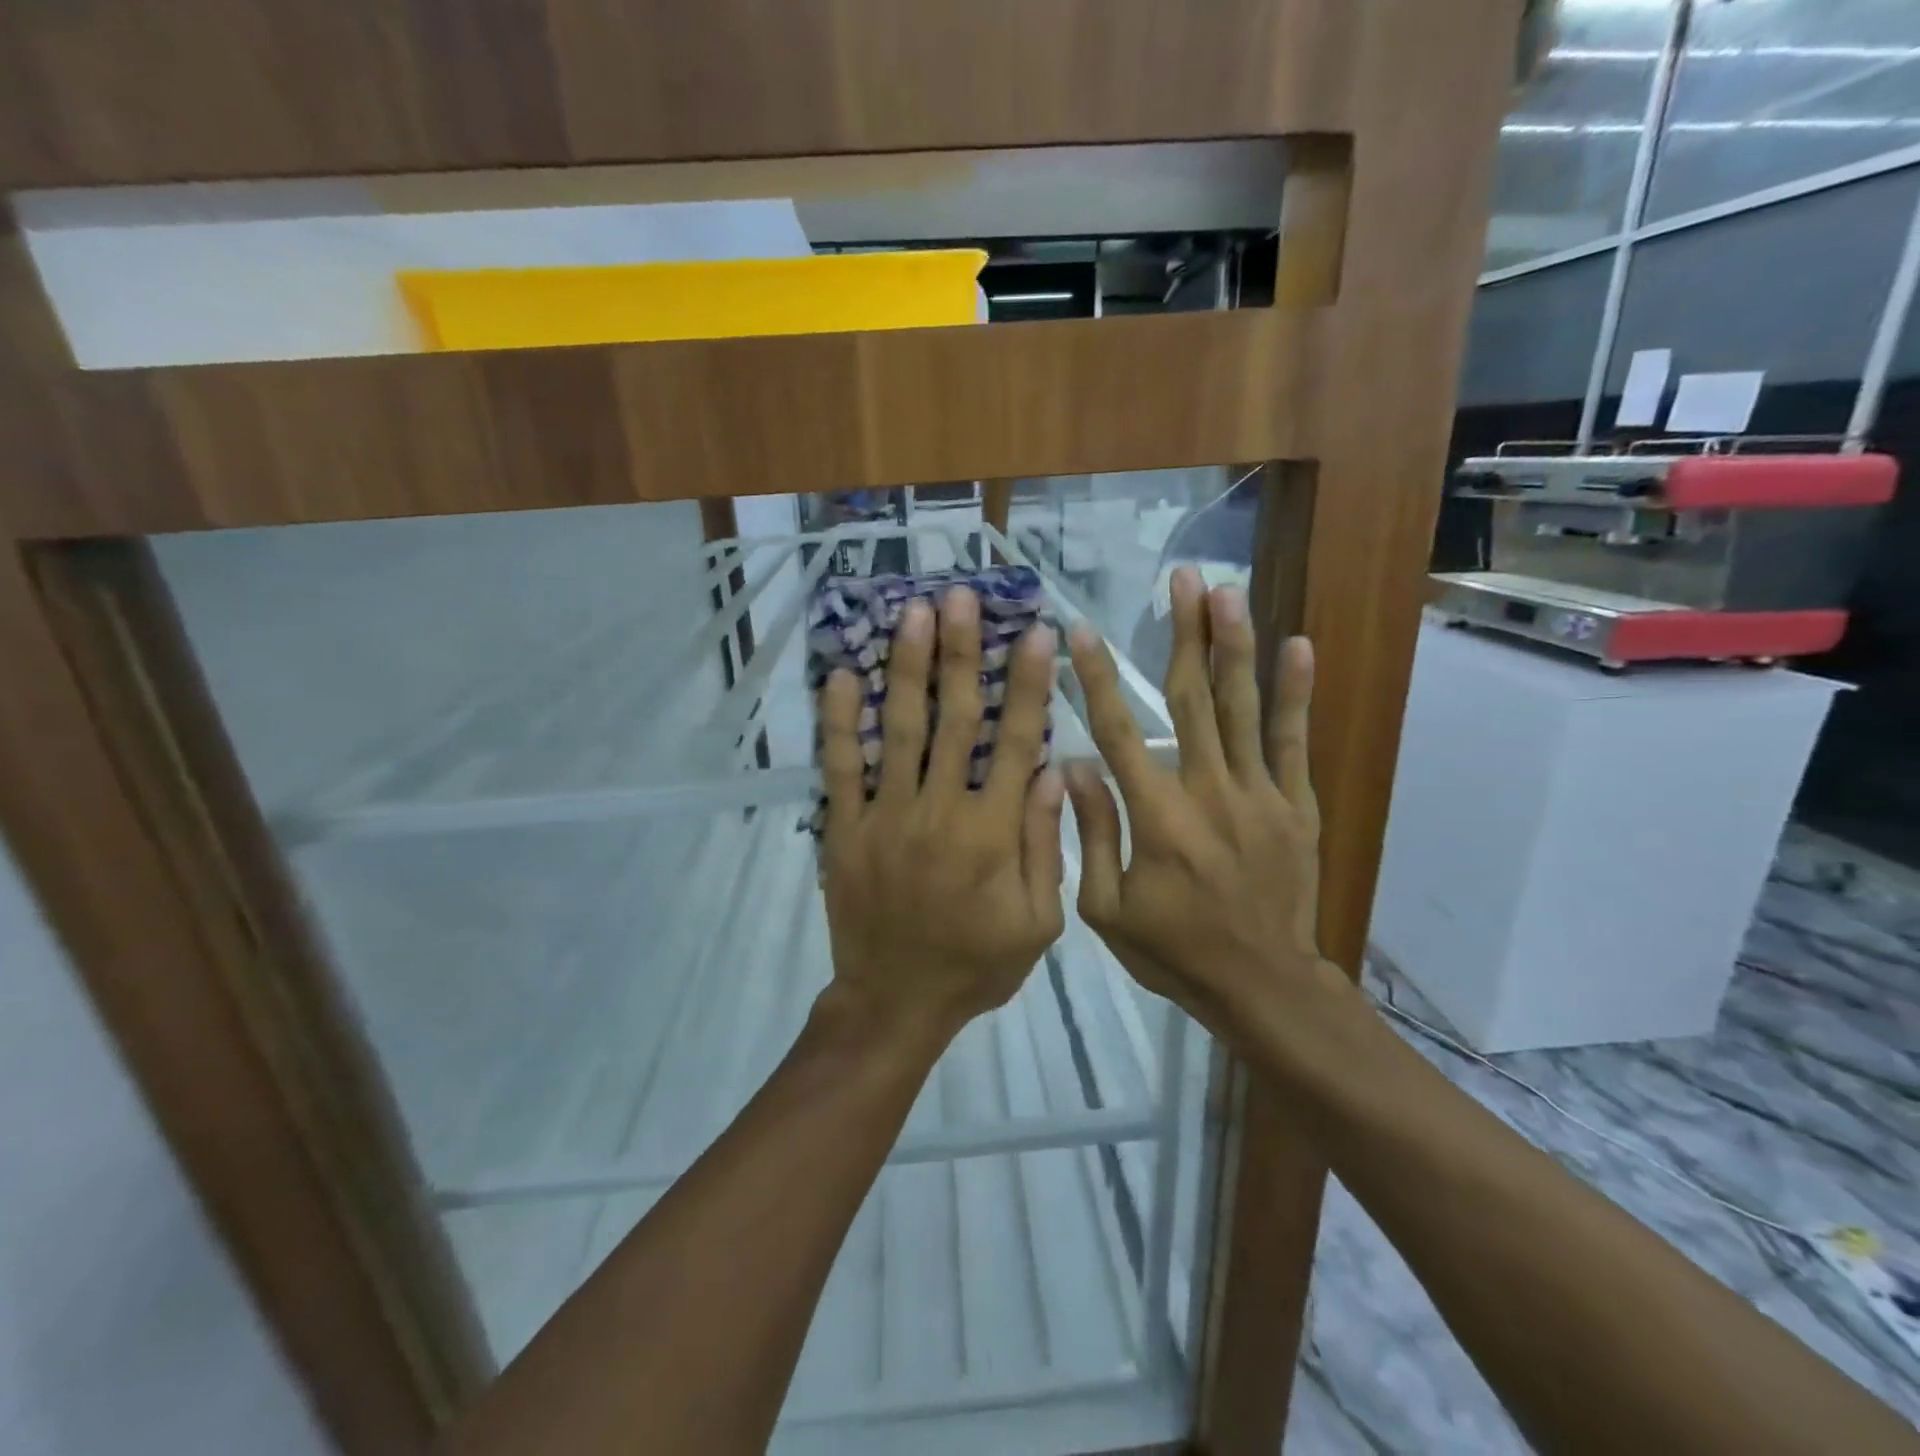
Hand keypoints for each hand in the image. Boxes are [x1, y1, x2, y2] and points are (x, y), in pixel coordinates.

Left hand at [818, 587, 1065, 1044]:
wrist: (896, 1002)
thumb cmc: (976, 965)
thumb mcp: (1037, 922)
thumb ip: (1045, 845)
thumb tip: (1051, 772)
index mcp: (992, 832)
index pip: (1015, 742)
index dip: (1027, 684)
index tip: (1035, 633)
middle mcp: (939, 810)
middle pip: (954, 718)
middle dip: (960, 653)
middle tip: (960, 596)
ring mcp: (885, 816)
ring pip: (899, 729)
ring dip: (907, 668)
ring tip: (911, 613)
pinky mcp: (844, 829)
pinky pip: (840, 768)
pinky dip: (839, 721)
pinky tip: (842, 675)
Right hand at [1064, 566, 1334, 1036]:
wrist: (1263, 985)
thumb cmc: (1174, 951)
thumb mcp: (1107, 909)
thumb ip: (1091, 833)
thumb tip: (1075, 765)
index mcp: (1156, 816)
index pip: (1119, 731)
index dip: (1096, 679)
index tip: (1081, 632)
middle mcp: (1208, 790)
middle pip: (1191, 699)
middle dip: (1184, 634)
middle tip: (1182, 578)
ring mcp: (1258, 794)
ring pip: (1243, 707)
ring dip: (1234, 645)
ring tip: (1229, 592)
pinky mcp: (1295, 805)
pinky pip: (1293, 741)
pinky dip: (1296, 693)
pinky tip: (1297, 646)